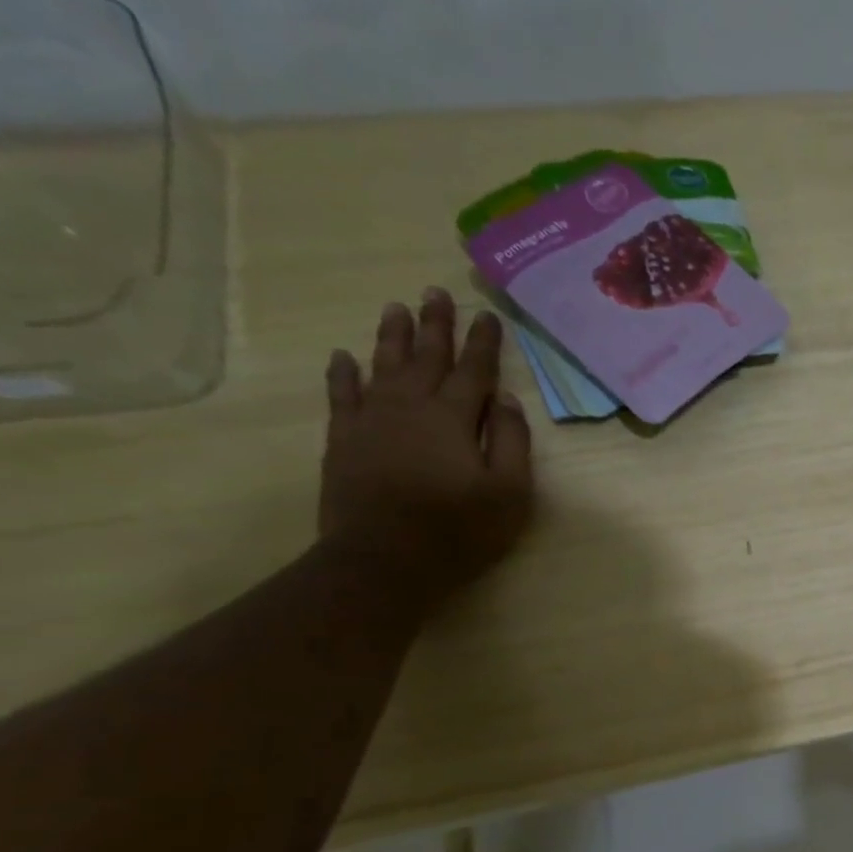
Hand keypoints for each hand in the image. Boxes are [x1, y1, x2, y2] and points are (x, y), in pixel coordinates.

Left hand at [319, 289, 533, 614]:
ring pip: (383, 366)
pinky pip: (342, 396)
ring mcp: (372, 421)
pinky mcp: (344, 440)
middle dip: (435, 325)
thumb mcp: (509, 491)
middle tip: (436, 292)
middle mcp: (410, 407)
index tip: (487, 315)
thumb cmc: (459, 529)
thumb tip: (505, 399)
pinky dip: (343, 374)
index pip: (474, 371)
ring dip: (392, 336)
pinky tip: (344, 357)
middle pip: (426, 357)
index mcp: (453, 418)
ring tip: (396, 308)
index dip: (483, 342)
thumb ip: (511, 441)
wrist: (384, 559)